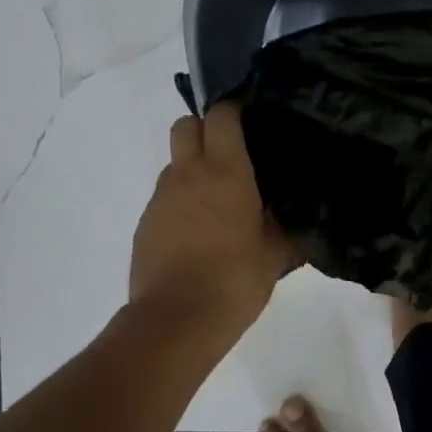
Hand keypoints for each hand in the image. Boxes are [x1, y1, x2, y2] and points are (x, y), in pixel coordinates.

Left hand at [129, 102, 291, 330]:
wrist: (177, 319)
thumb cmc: (235, 281)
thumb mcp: (274, 254)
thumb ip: (281, 226)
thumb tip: (286, 216)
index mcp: (226, 173)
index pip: (221, 115)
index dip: (233, 112)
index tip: (248, 125)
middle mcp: (188, 174)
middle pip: (185, 125)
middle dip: (204, 130)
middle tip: (227, 156)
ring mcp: (161, 198)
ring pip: (173, 163)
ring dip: (191, 170)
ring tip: (214, 204)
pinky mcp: (145, 222)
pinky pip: (164, 197)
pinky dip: (179, 203)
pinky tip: (195, 234)